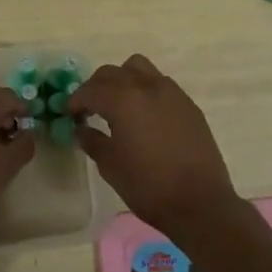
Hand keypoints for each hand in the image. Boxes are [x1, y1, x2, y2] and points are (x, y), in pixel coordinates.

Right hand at [69, 55, 243, 241]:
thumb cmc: (148, 186)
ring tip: (119, 103)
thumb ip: (93, 142)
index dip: (76, 100)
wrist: (200, 203)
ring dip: (123, 79)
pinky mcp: (188, 104)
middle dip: (96, 86)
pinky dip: (145, 89)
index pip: (91, 90)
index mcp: (123, 100)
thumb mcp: (111, 167)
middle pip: (113, 72)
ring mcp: (171, 92)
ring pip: (139, 68)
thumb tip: (82, 130)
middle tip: (90, 108)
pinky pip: (160, 83)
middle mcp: (146, 86)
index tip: (70, 114)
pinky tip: (145, 115)